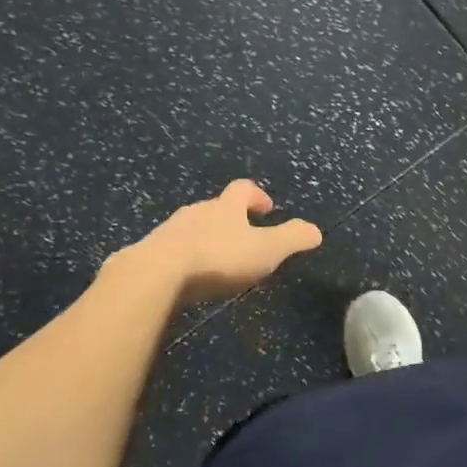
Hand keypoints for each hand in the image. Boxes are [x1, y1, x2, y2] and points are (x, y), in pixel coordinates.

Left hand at [117, 180, 321, 303]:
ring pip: (193, 227)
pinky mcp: (149, 253)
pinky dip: (184, 257)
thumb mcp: (266, 250)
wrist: (156, 274)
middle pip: (216, 207)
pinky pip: (172, 250)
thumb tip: (316, 230)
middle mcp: (197, 211)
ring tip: (217, 259)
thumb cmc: (218, 257)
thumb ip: (292, 238)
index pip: (243, 189)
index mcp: (226, 207)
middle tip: (244, 237)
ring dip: (207, 238)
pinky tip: (188, 277)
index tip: (266, 209)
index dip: (257, 196)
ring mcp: (170, 231)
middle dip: (231, 219)